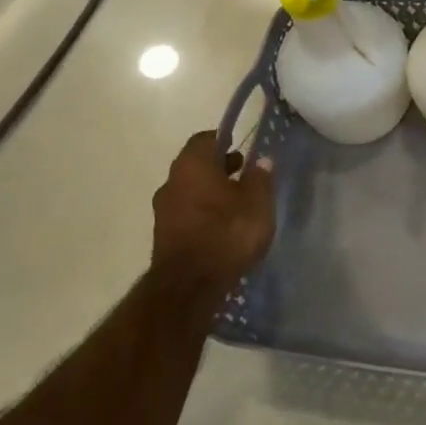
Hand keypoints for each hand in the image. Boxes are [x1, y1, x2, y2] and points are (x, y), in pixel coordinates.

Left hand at [150, 132, 275, 293]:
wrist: (190, 285)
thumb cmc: (227, 233)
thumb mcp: (257, 203)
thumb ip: (260, 178)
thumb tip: (261, 160)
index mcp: (192, 165)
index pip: (205, 139)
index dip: (224, 139)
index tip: (242, 147)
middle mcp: (172, 181)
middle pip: (195, 164)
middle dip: (219, 167)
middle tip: (244, 174)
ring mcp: (163, 210)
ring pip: (190, 190)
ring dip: (211, 191)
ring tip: (237, 203)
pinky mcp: (164, 235)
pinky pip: (187, 213)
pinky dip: (203, 212)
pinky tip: (222, 226)